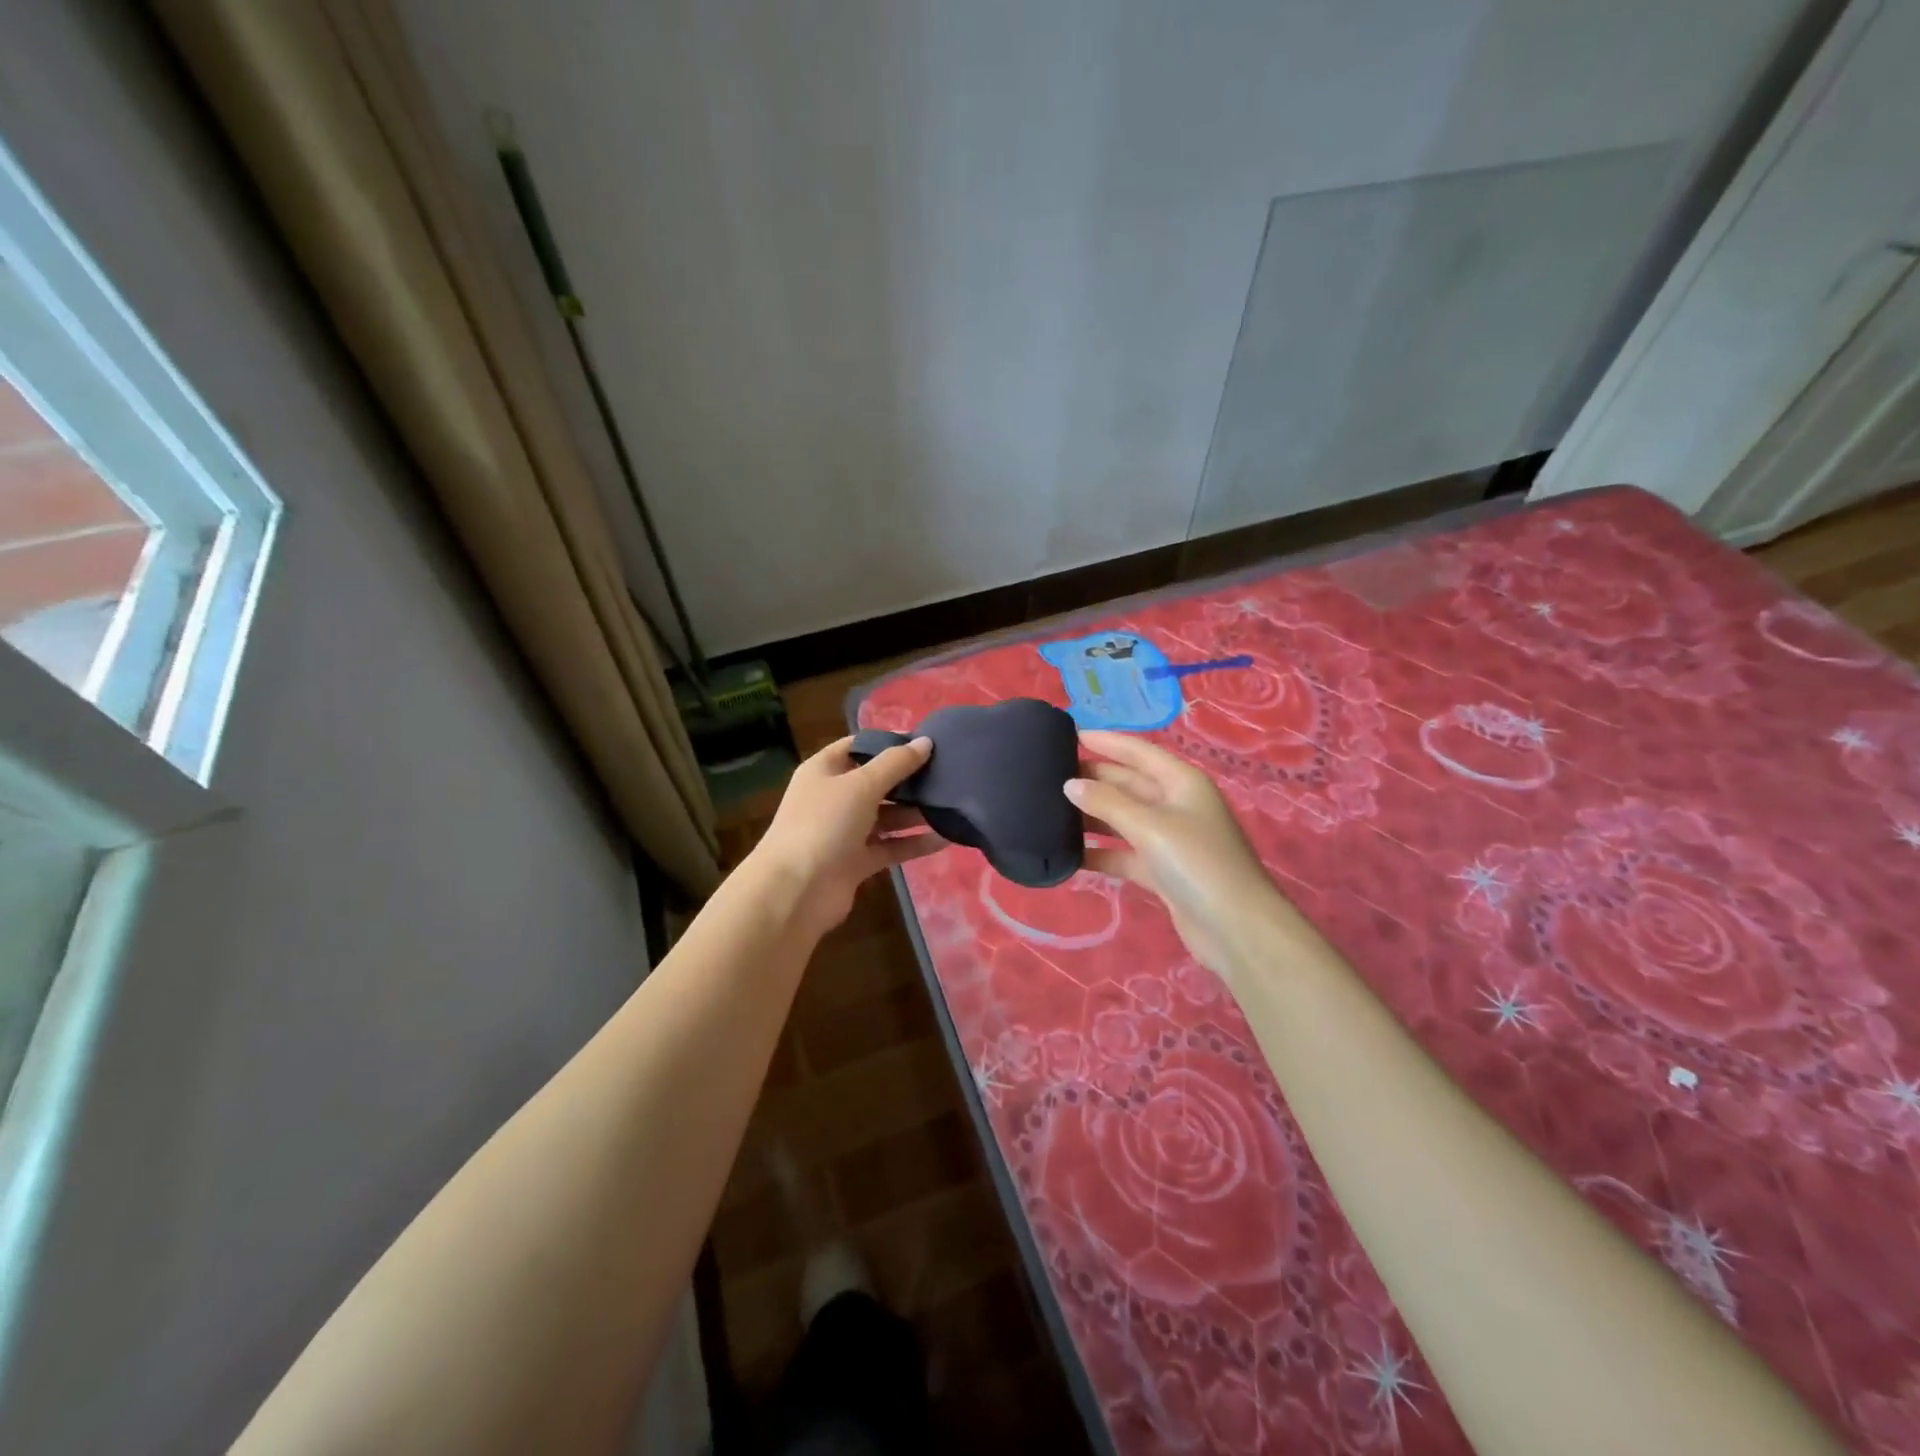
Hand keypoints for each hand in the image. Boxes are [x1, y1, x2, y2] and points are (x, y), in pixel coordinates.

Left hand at [749, 735, 948, 936]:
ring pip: (887, 816)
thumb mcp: (861, 785)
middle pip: (877, 782)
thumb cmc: (824, 824)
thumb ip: (896, 763)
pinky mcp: (857, 861)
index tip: (926, 742)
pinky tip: (946, 838)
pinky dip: (914, 843)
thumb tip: (925, 741)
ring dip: (915, 812)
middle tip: (948, 773)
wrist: (795, 891)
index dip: (889, 742)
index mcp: (825, 770)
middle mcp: (834, 798)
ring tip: (953, 804)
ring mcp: (845, 831)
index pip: (859, 746)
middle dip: (909, 779)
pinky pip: (891, 847)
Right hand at [1067, 730, 1291, 979]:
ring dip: (1092, 816)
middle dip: (1093, 779)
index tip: (1068, 734)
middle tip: (1048, 777)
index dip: (1106, 741)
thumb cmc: (1197, 863)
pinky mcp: (1161, 871)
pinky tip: (1068, 853)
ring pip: (1122, 819)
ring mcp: (1169, 839)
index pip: (1138, 751)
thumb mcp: (1150, 826)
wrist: (1236, 928)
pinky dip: (1100, 852)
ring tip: (1050, 811)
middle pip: (1127, 784)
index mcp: (1181, 782)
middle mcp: (1175, 805)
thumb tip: (1070, 785)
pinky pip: (1123, 853)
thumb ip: (1107, 803)